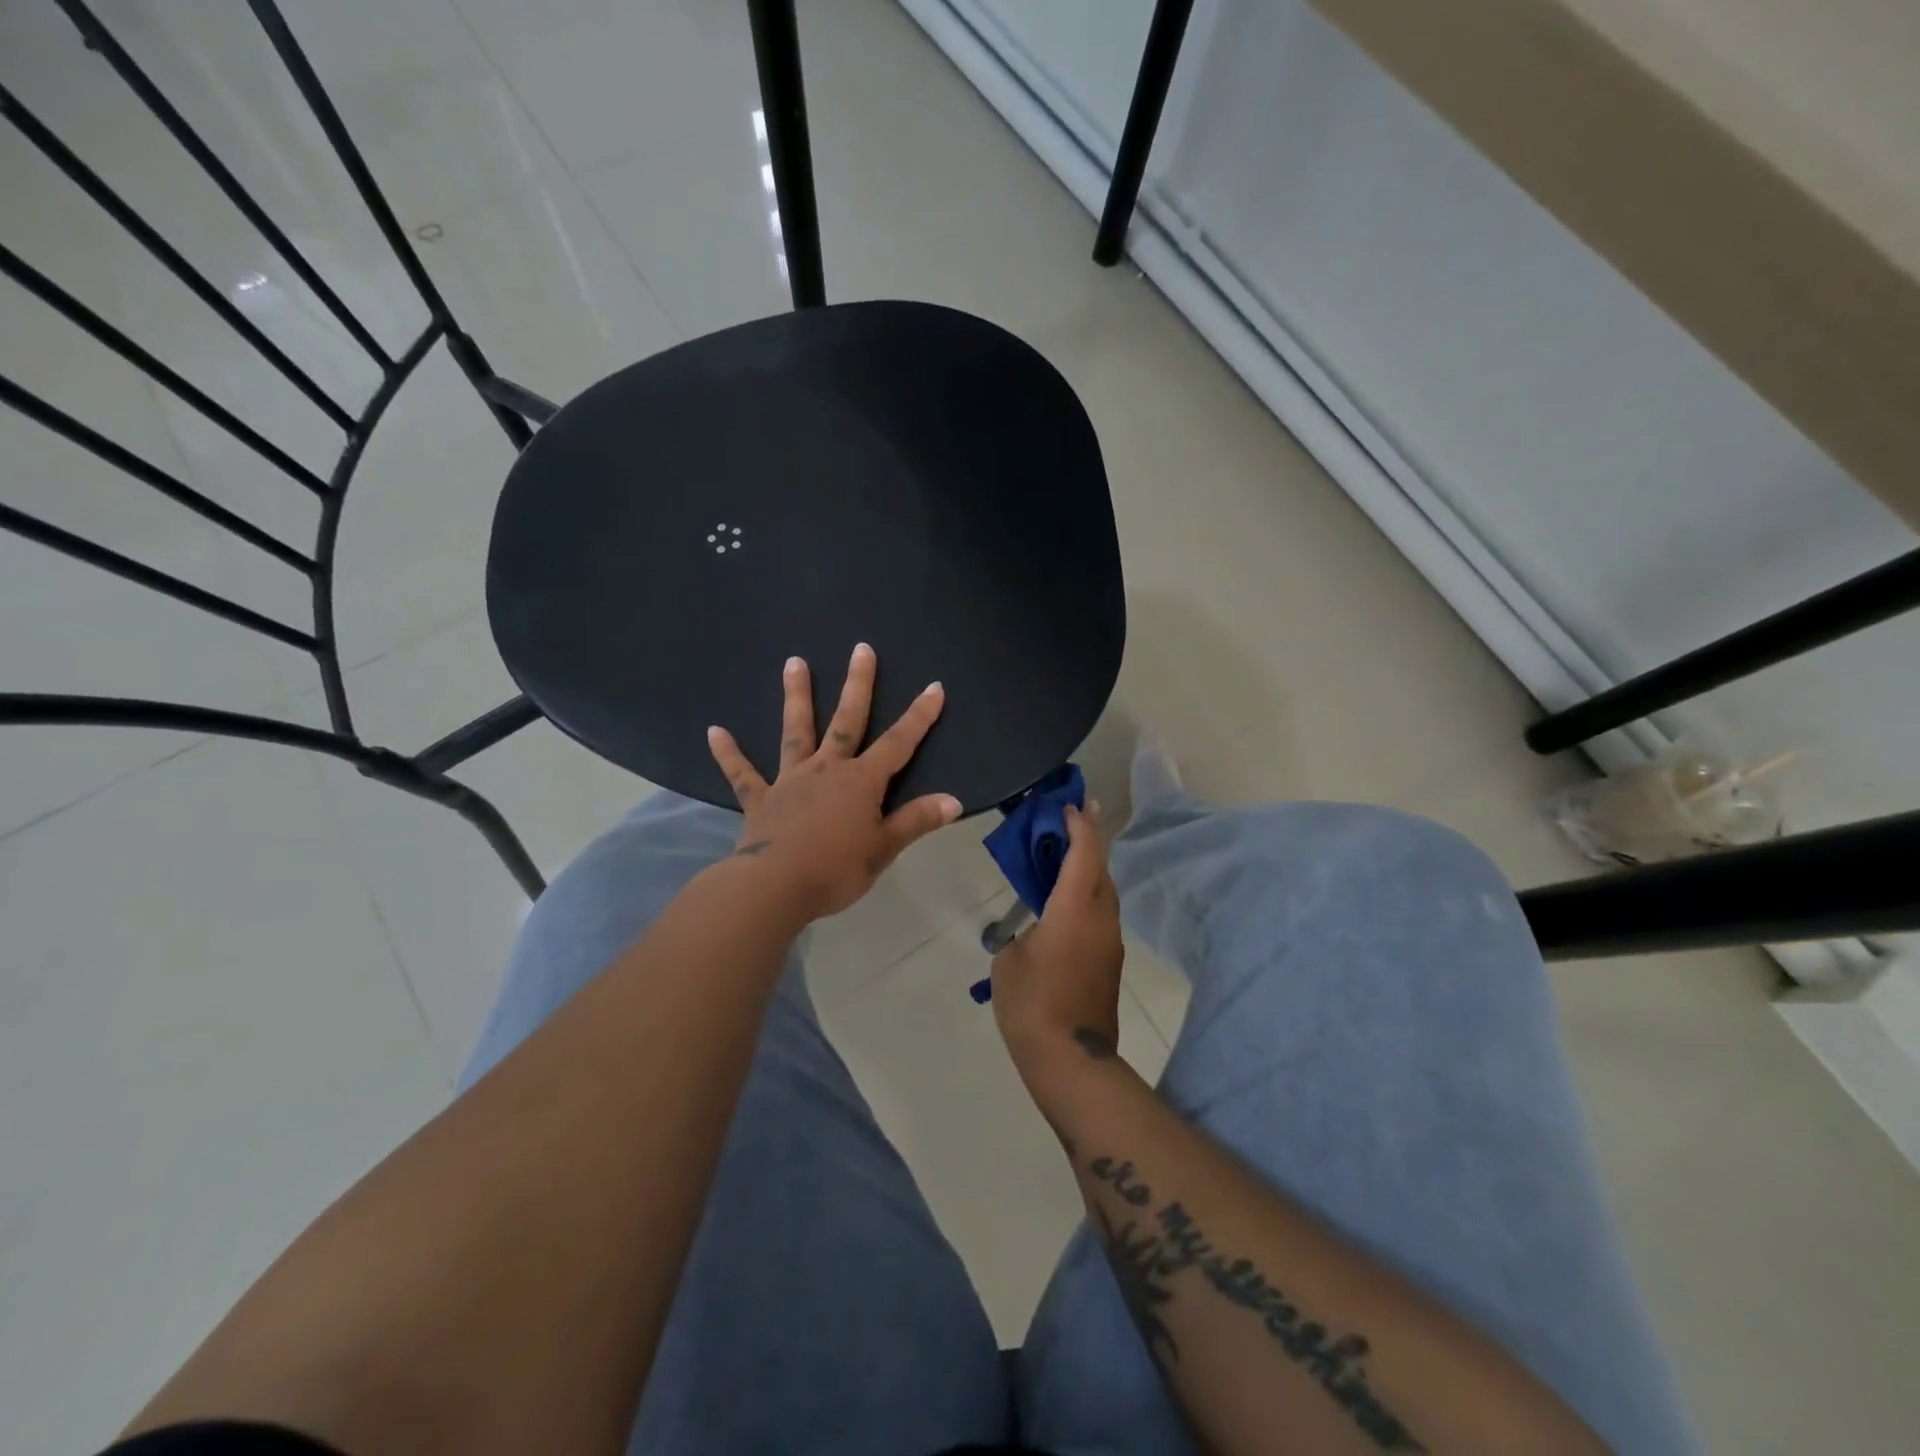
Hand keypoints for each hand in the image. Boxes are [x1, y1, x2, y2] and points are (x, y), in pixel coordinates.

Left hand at [706, 643, 961, 922]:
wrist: (775, 887)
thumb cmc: (836, 869)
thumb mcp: (884, 848)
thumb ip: (916, 821)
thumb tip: (954, 801)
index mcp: (861, 782)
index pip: (898, 743)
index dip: (919, 716)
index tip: (934, 686)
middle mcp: (826, 769)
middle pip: (847, 721)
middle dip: (857, 685)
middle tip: (861, 649)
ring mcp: (790, 780)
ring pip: (796, 731)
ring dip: (796, 697)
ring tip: (794, 662)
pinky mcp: (760, 799)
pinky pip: (742, 774)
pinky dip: (729, 754)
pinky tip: (714, 732)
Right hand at [991, 803, 1125, 1079]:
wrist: (1070, 1060)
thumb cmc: (1031, 1002)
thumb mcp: (1009, 960)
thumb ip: (1022, 933)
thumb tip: (1035, 933)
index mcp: (1075, 907)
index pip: (1085, 851)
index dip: (1079, 824)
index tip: (1070, 804)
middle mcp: (1101, 917)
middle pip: (1102, 866)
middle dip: (1090, 838)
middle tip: (1075, 816)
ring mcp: (1110, 941)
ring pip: (1105, 891)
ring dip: (1090, 868)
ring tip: (1068, 854)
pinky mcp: (1110, 962)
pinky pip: (1101, 915)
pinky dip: (1088, 895)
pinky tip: (1067, 902)